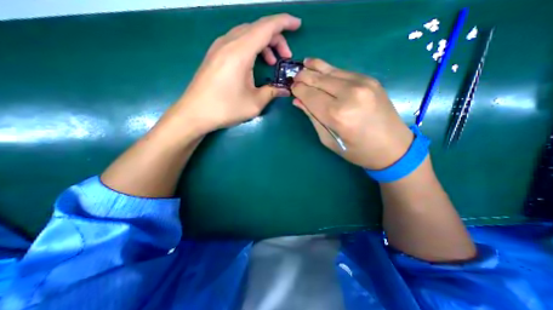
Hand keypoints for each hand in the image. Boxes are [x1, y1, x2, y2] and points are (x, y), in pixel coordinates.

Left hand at [164, 13, 301, 136]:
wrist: (195, 113)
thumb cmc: (225, 108)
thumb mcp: (254, 103)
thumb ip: (272, 92)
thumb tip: (285, 89)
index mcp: (240, 52)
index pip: (266, 27)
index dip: (284, 22)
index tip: (297, 25)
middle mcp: (228, 43)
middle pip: (257, 28)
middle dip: (276, 38)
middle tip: (285, 57)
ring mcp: (219, 47)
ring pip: (247, 34)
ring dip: (263, 44)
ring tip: (272, 62)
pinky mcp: (214, 54)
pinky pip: (237, 42)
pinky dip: (251, 48)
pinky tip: (254, 64)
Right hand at [291, 58, 411, 169]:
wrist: (393, 147)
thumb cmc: (356, 150)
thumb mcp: (328, 139)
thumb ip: (313, 117)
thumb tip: (298, 101)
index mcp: (337, 114)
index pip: (310, 95)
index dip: (298, 90)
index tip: (291, 88)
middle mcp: (349, 94)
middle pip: (319, 79)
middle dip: (303, 77)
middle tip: (294, 76)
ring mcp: (362, 83)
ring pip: (331, 71)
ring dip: (315, 68)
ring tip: (304, 64)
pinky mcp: (370, 80)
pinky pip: (343, 72)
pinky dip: (330, 70)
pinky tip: (321, 69)